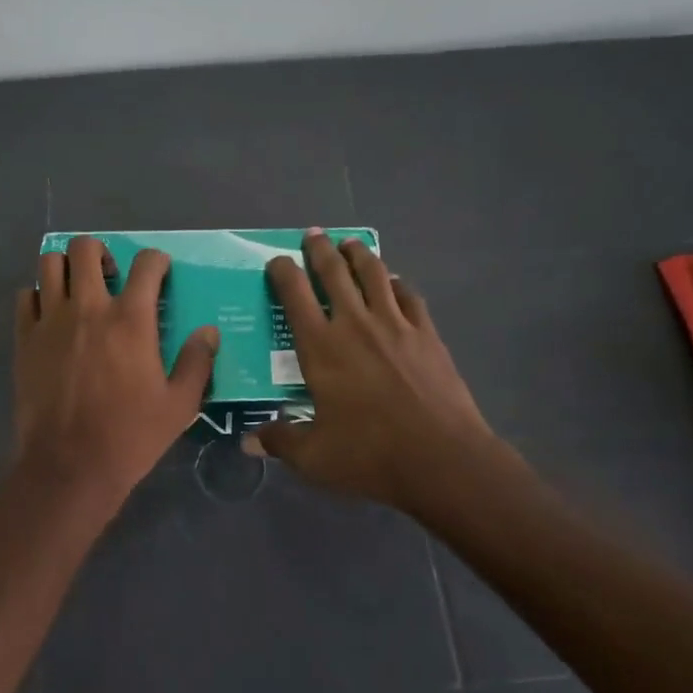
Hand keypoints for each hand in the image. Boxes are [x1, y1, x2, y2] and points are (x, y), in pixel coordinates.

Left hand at [14, 236, 218, 507]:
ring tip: (78, 290)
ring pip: (49, 263)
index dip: (157, 261)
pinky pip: (25, 296)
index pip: (146, 263)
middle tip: (111, 278)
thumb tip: (209, 332)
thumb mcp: (179, 405)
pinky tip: (51, 316)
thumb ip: (197, 362)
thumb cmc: (130, 436)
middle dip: (102, 253)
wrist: (69, 466)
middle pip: (86, 248)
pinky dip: (38, 296)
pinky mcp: (24, 339)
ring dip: (66, 267)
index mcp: (131, 319)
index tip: (160, 273)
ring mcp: (51, 321)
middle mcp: (89, 308)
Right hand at [247, 230, 495, 513]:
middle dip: (320, 249)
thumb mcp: (314, 457)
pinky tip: (394, 282)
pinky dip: (396, 283)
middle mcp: (355, 324)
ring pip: (373, 274)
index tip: (276, 261)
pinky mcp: (426, 334)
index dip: (282, 272)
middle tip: (313, 235)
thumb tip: (250, 440)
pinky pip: (408, 295)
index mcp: (320, 348)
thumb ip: (280, 441)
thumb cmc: (370, 454)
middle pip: (334, 273)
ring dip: (358, 254)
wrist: (441, 457)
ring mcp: (395, 325)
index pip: (294, 296)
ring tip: (350, 243)